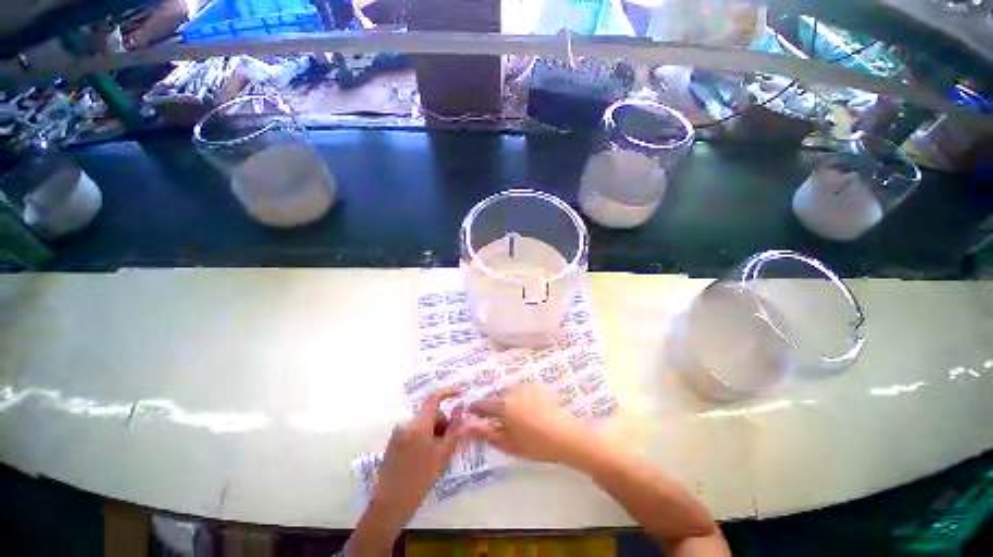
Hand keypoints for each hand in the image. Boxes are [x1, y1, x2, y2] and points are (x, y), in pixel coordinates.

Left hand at [374, 388, 465, 517]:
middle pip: (429, 413)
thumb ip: (454, 427)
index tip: (459, 393)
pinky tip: (423, 457)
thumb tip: (460, 407)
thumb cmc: (421, 478)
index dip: (448, 392)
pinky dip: (422, 437)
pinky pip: (413, 431)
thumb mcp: (443, 453)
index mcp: (419, 424)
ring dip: (432, 431)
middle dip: (441, 423)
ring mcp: (397, 433)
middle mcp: (406, 423)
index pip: (434, 398)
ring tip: (435, 454)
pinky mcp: (393, 442)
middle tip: (447, 443)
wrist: (391, 503)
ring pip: (422, 423)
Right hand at [467, 383, 591, 465]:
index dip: (477, 407)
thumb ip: (491, 434)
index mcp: (505, 407)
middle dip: (502, 408)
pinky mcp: (540, 386)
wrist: (566, 436)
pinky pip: (527, 390)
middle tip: (509, 422)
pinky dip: (527, 397)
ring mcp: (528, 387)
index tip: (472, 409)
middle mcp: (514, 392)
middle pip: (502, 398)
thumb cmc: (537, 444)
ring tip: (525, 416)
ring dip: (515, 401)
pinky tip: (536, 409)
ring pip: (515, 393)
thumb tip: (471, 427)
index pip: (485, 405)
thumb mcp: (512, 445)